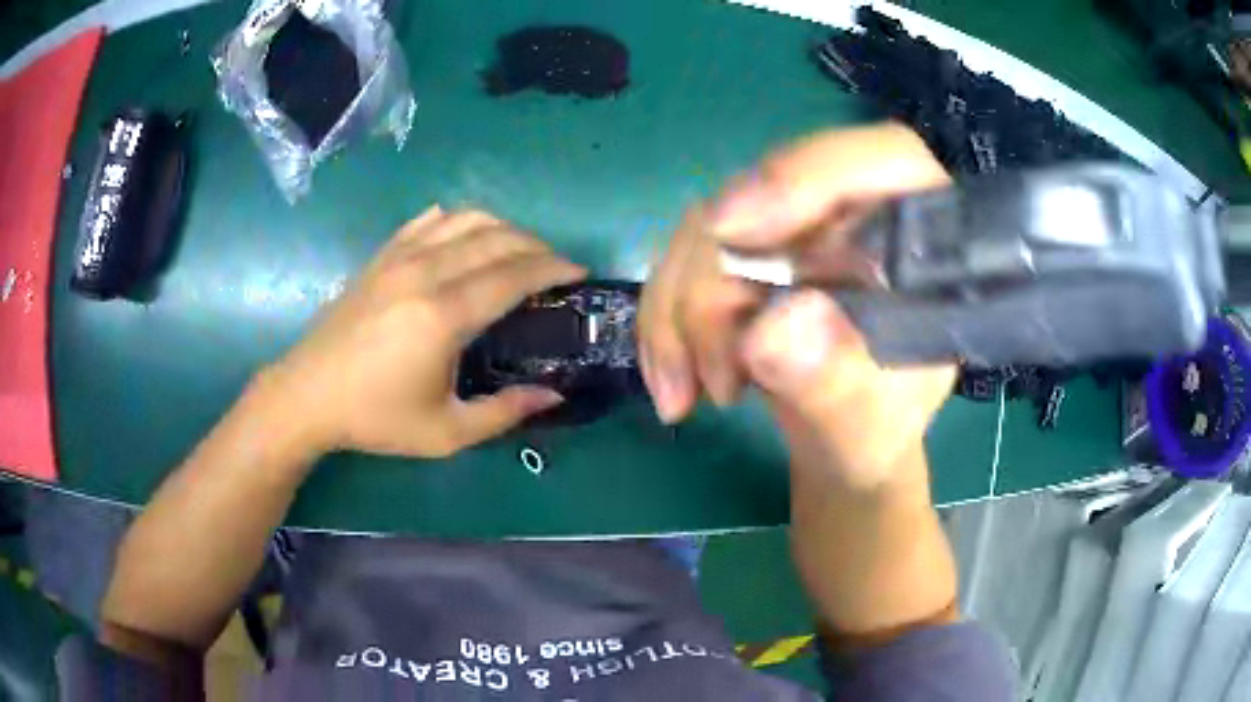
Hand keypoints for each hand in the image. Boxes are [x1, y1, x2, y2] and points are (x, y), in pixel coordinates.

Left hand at [263, 206, 586, 457]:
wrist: (308, 395)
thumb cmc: (376, 418)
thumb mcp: (446, 432)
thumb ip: (504, 413)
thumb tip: (552, 394)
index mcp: (444, 316)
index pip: (514, 275)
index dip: (553, 269)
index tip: (579, 273)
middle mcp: (425, 273)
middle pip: (496, 239)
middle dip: (537, 246)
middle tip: (556, 266)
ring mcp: (399, 258)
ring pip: (465, 219)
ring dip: (503, 227)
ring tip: (520, 249)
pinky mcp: (381, 256)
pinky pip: (429, 220)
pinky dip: (459, 220)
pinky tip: (467, 236)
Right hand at [639, 124, 955, 490]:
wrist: (839, 441)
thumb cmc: (875, 431)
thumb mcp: (867, 428)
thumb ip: (838, 385)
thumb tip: (771, 331)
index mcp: (919, 237)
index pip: (883, 159)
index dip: (807, 175)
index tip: (731, 227)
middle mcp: (855, 212)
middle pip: (767, 197)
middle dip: (718, 290)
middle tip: (719, 382)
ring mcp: (796, 226)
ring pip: (708, 229)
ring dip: (681, 317)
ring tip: (691, 398)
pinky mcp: (748, 247)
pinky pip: (682, 260)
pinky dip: (664, 322)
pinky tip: (674, 381)